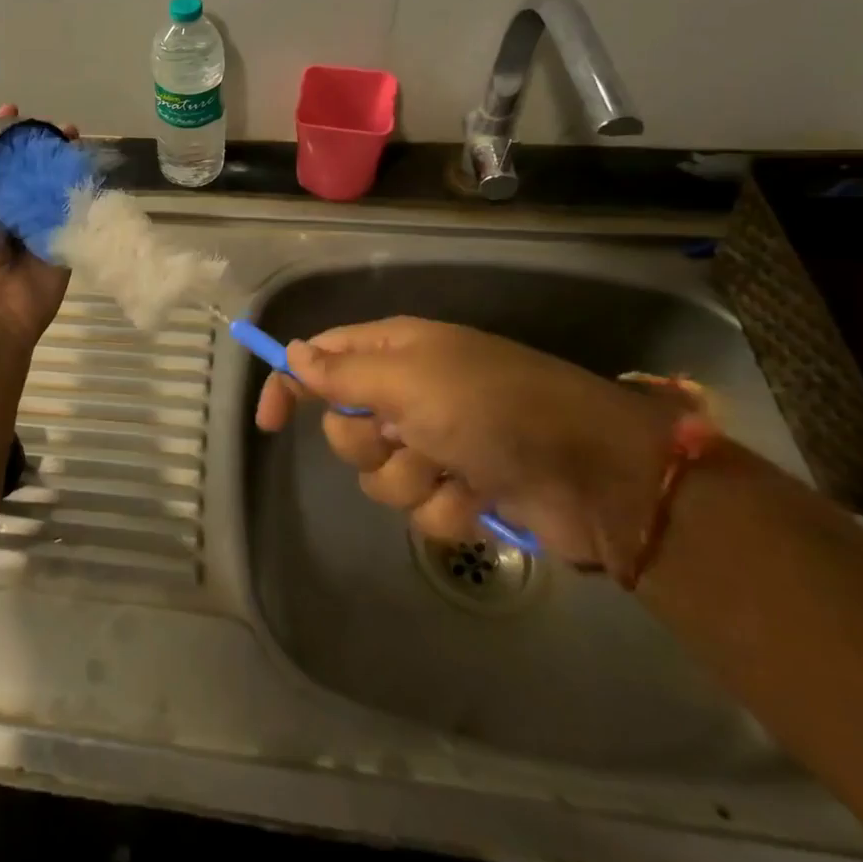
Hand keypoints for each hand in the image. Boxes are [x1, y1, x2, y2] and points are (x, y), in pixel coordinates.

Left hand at [0, 105, 73, 355]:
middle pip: (30, 166)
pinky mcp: (64, 238)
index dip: (4, 134)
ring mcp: (40, 222)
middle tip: (62, 127)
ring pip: (55, 184)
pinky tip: (93, 168)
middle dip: (43, 144)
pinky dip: (84, 189)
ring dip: (66, 161)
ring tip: (78, 140)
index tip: (16, 111)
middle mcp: (12, 205)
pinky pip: (76, 209)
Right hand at [255, 316, 679, 570]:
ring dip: (413, 479)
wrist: (593, 471)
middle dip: (369, 443)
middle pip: (345, 427)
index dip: (290, 385)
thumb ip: (342, 373)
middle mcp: (409, 393)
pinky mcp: (460, 488)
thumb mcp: (408, 381)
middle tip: (406, 435)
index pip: (320, 359)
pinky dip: (449, 508)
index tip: (269, 424)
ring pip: (380, 475)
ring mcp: (436, 442)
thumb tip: (293, 354)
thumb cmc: (490, 407)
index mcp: (393, 352)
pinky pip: (423, 509)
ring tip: (455, 469)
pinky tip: (480, 497)